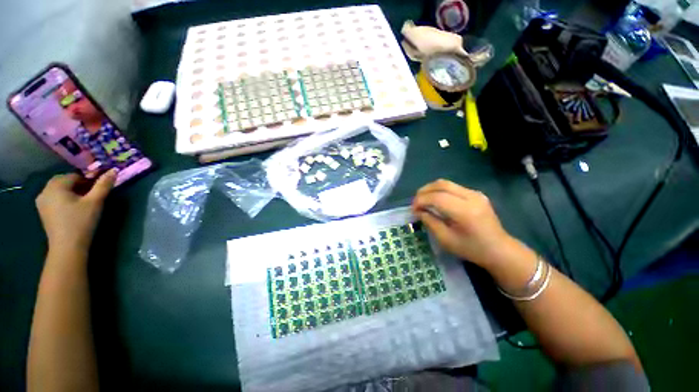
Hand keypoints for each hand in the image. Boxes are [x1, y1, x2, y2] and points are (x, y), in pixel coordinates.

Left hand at [36, 169, 116, 254]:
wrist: (67, 247)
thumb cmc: (81, 221)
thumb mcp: (95, 202)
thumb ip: (103, 185)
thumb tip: (114, 170)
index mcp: (56, 185)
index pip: (75, 176)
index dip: (88, 180)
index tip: (98, 189)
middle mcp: (45, 190)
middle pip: (65, 181)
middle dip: (79, 185)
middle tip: (92, 195)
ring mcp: (42, 202)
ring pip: (59, 190)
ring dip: (71, 192)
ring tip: (83, 202)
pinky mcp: (43, 212)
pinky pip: (54, 199)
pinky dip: (64, 199)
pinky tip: (73, 209)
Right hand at [411, 179, 511, 267]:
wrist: (499, 249)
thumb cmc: (472, 249)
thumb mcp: (446, 240)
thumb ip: (430, 222)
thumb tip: (418, 210)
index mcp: (465, 212)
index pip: (437, 198)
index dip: (421, 200)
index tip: (413, 209)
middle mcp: (472, 197)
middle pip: (441, 184)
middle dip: (424, 191)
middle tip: (415, 202)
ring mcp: (475, 193)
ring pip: (446, 183)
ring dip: (430, 189)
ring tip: (422, 200)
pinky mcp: (476, 193)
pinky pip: (452, 187)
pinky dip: (439, 191)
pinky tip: (434, 200)